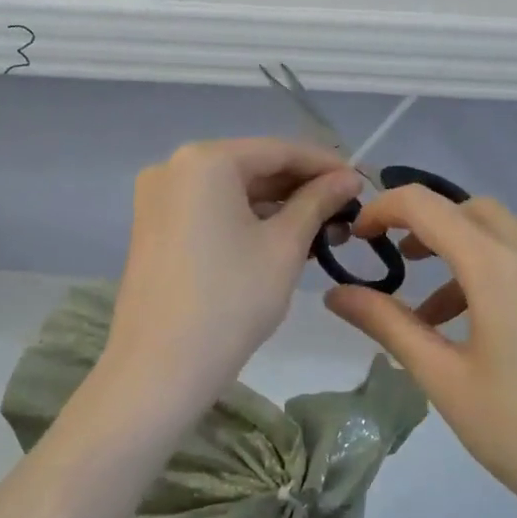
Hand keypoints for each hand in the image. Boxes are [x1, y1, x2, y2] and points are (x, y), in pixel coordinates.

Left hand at [101, 139, 361, 413]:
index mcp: (205, 160)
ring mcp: (158, 197)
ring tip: (324, 230)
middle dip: (301, 188)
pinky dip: (245, 220)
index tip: (363, 182)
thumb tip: (348, 177)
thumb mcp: (284, 246)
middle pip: (252, 167)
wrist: (159, 368)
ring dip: (276, 207)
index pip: (278, 150)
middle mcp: (174, 166)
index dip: (325, 164)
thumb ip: (318, 202)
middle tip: (347, 211)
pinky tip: (282, 238)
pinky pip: (209, 210)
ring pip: (231, 190)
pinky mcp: (153, 227)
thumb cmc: (231, 300)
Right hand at [323, 189, 516, 517]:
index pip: (428, 206)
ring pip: (508, 239)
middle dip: (428, 226)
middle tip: (396, 262)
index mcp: (500, 267)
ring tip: (434, 317)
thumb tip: (336, 293)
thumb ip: (388, 325)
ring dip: (463, 256)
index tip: (358, 237)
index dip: (384, 209)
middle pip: (473, 212)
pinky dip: (499, 276)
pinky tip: (492, 334)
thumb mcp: (444, 380)